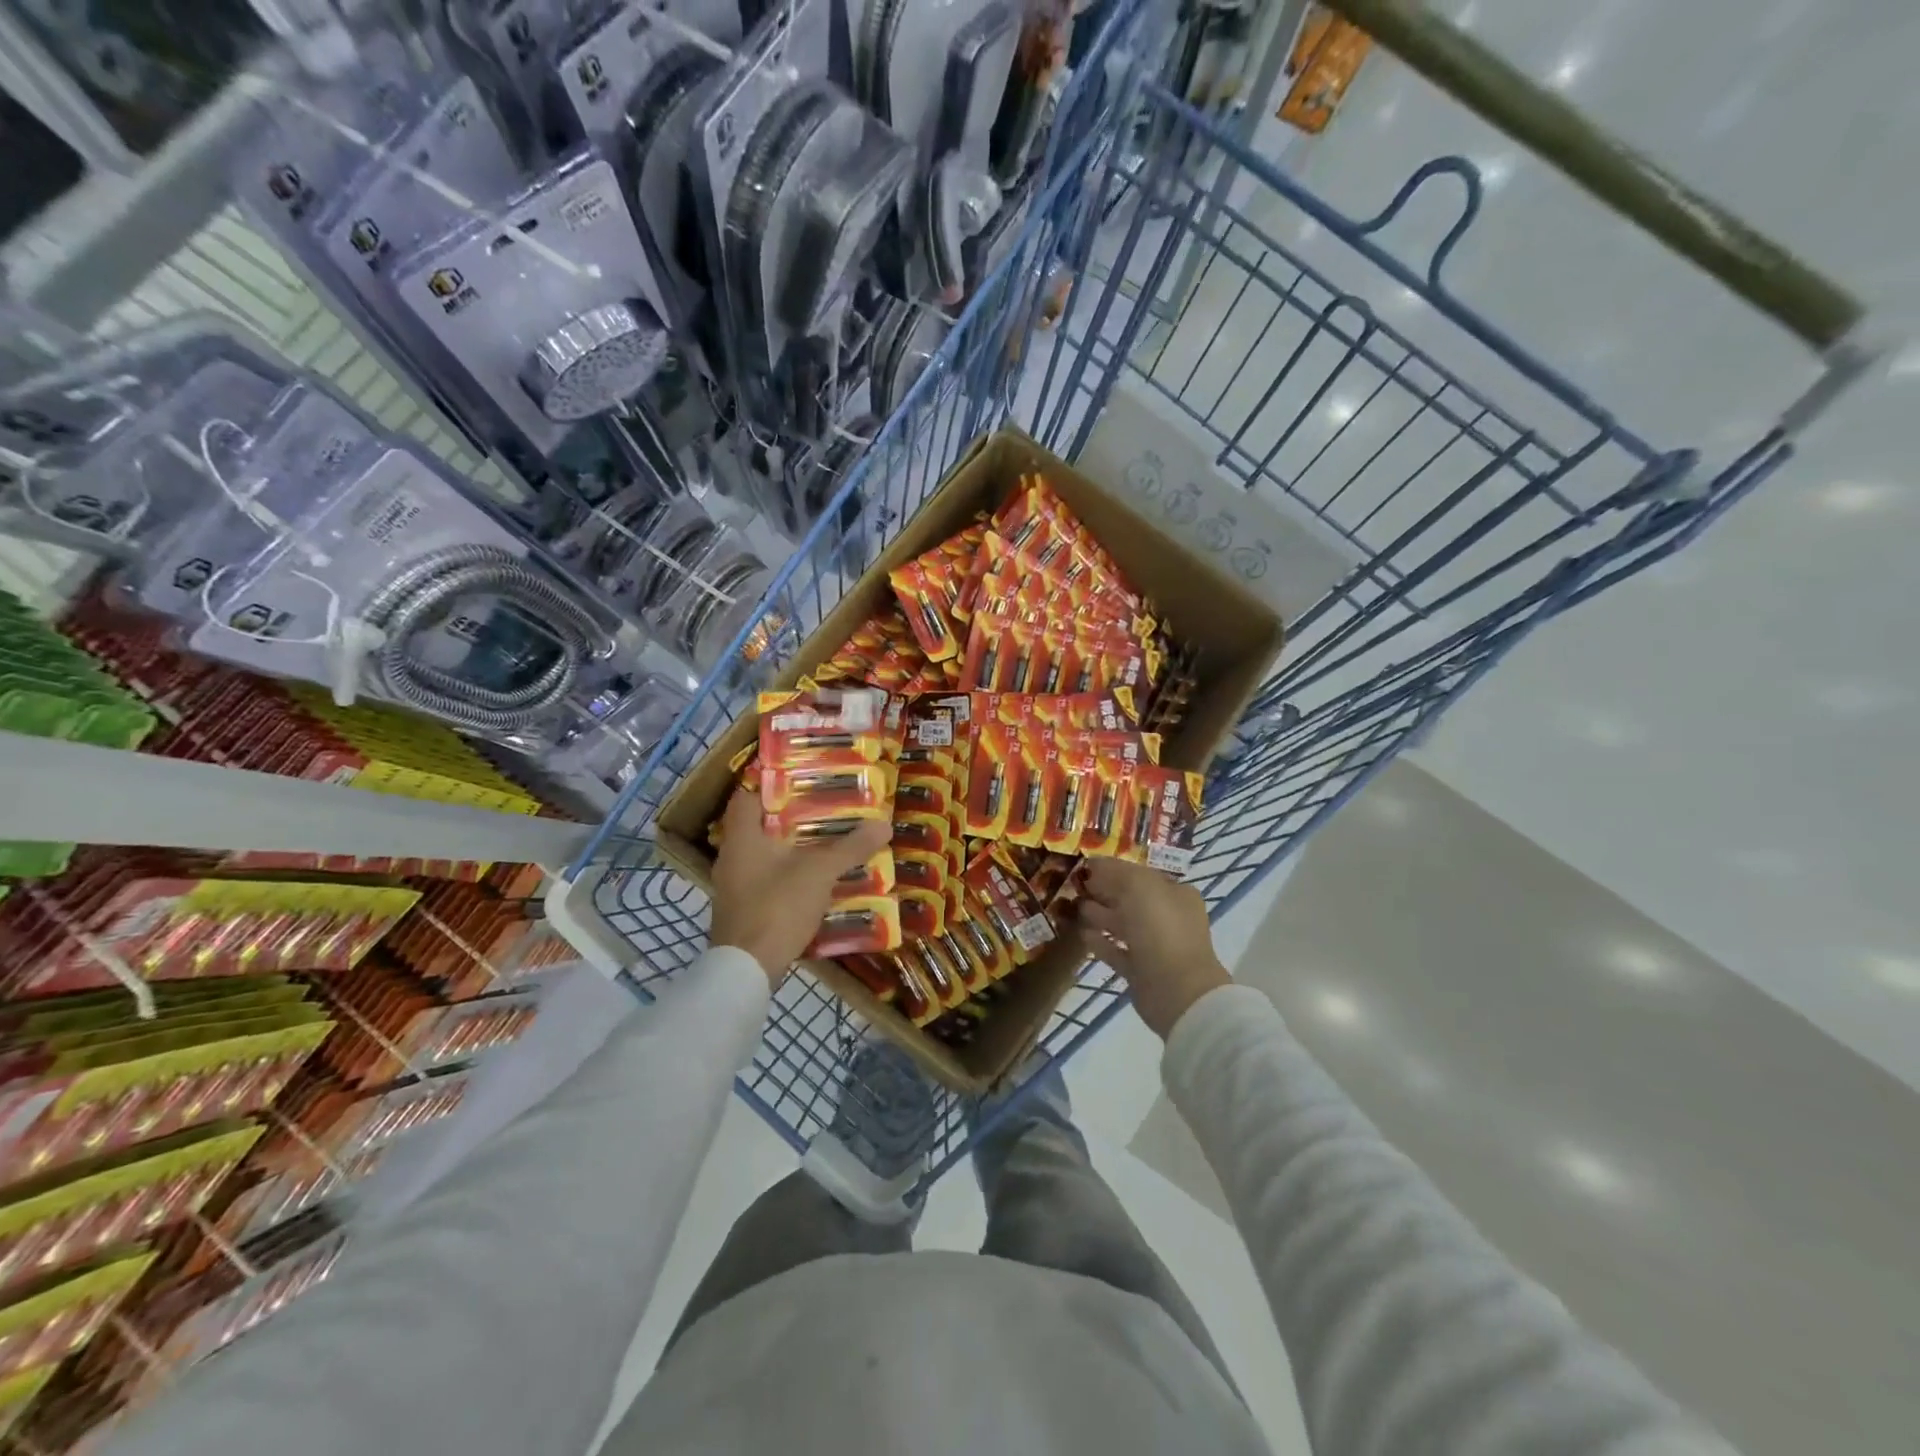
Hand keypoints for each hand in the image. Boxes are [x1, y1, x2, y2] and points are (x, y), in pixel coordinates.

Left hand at [708, 791, 890, 982]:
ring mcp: (733, 888)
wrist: (747, 969)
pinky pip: (765, 883)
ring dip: (790, 850)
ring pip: (763, 857)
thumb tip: (884, 823)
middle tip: (823, 809)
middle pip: (758, 827)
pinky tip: (814, 883)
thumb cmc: (777, 906)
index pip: (746, 796)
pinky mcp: (742, 912)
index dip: (769, 784)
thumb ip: (850, 847)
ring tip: (825, 843)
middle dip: (789, 818)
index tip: (799, 778)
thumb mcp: (820, 871)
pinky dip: (787, 877)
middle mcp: (731, 858)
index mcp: (741, 837)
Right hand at [1078, 859, 1230, 1038]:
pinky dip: (1101, 942)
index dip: (1113, 869)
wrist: (1176, 990)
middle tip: (1074, 887)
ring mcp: (1156, 946)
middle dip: (1103, 892)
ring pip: (1122, 925)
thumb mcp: (1138, 886)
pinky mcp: (1142, 971)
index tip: (1085, 868)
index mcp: (1175, 893)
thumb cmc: (1160, 929)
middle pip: (1130, 899)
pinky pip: (1117, 951)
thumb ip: (1114, 872)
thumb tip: (1093, 865)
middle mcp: (1168, 917)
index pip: (1140, 874)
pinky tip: (1082, 935)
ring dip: (1099, 915)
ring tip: (1073, 908)